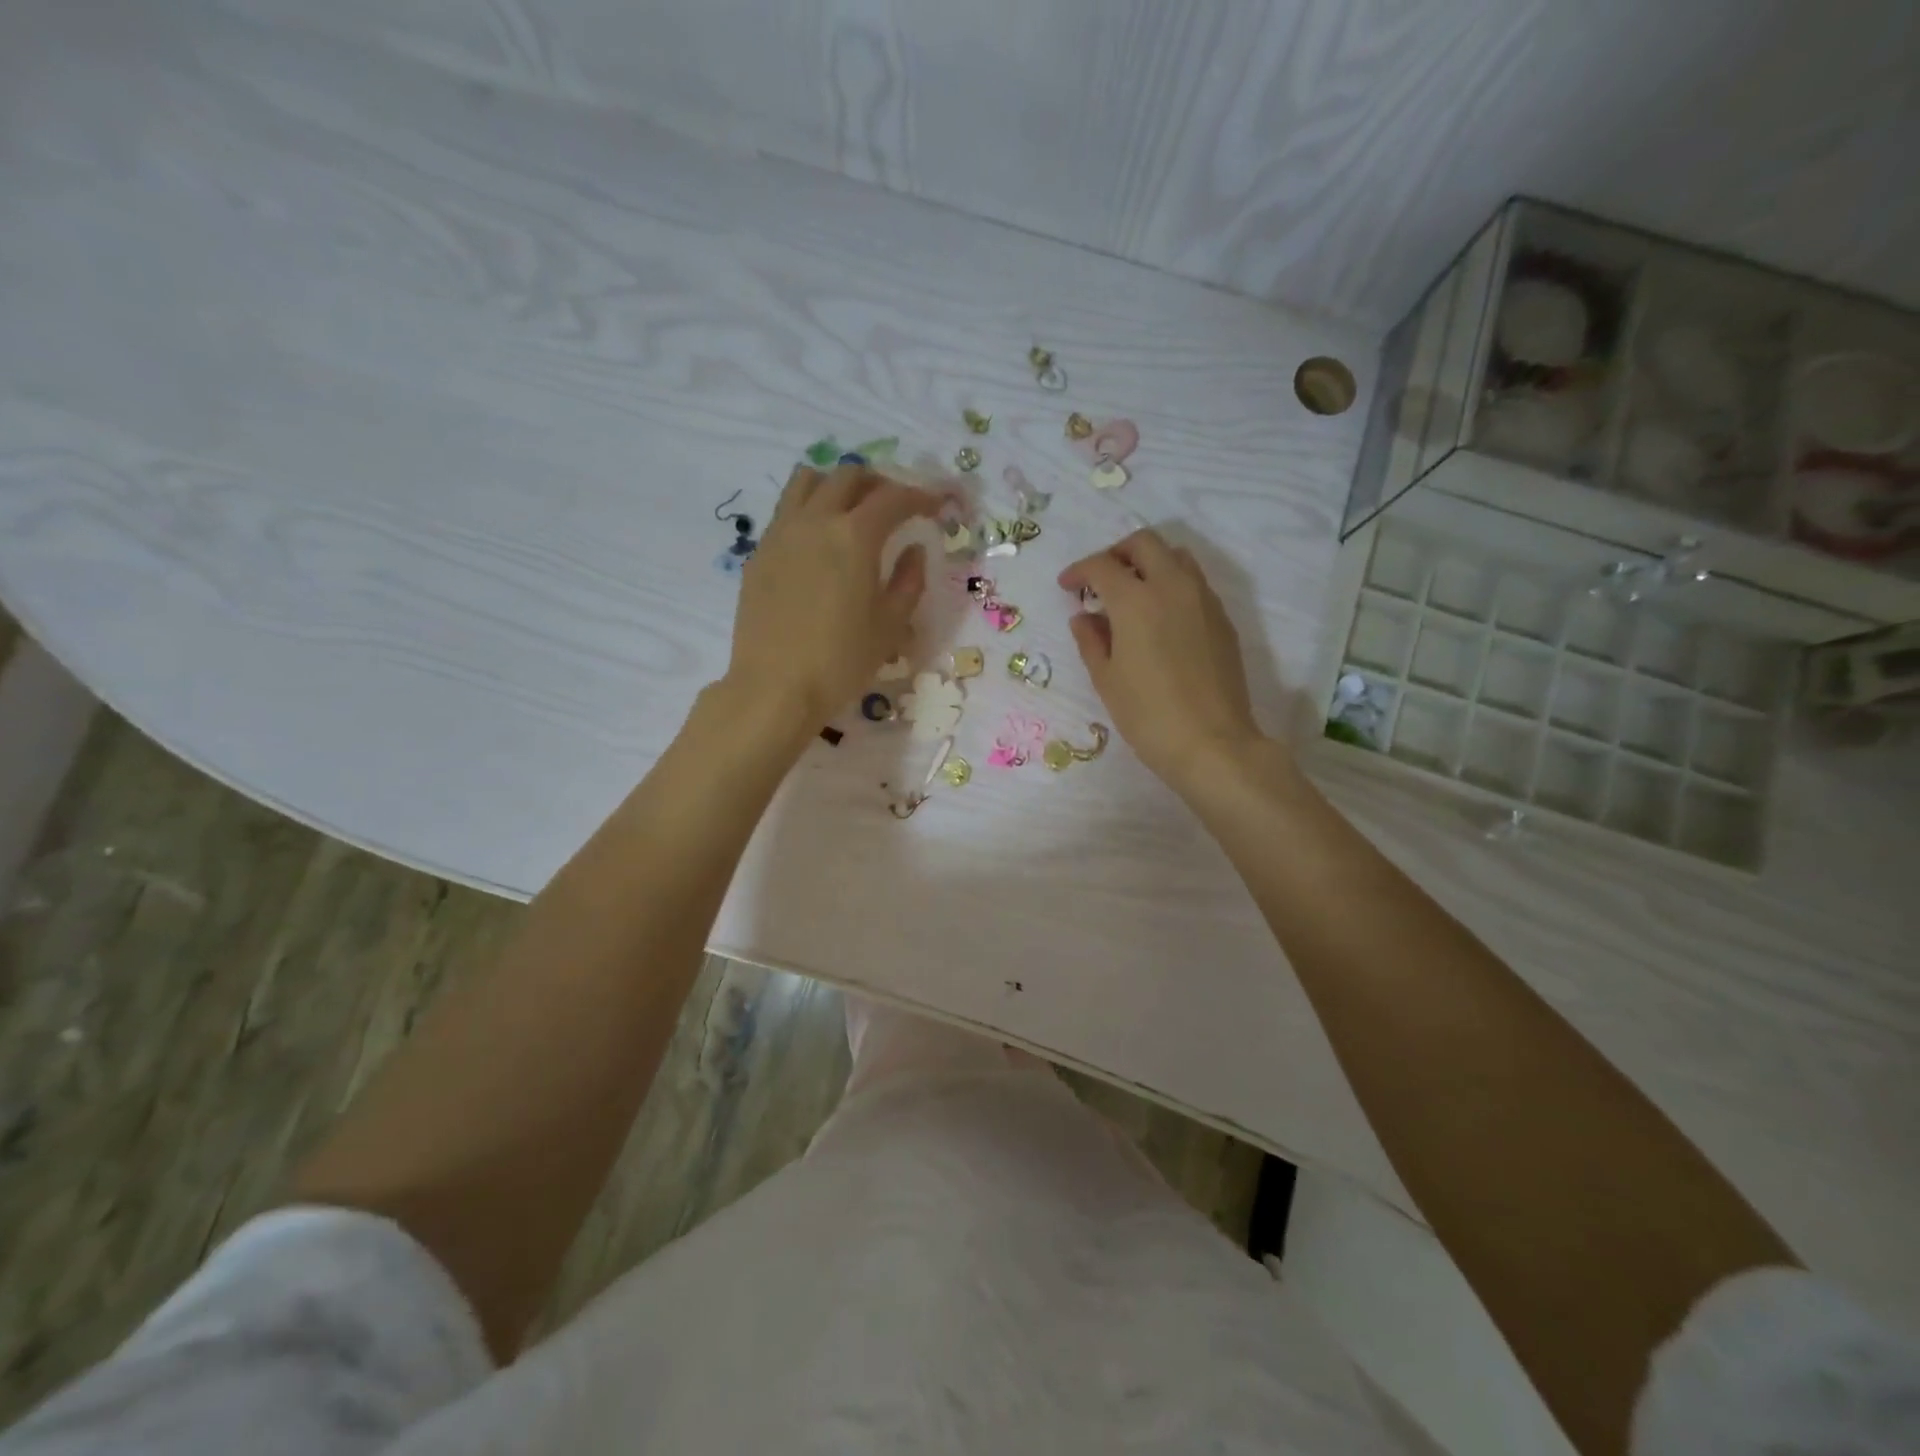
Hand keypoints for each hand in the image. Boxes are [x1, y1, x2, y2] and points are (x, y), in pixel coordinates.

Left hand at [724, 462, 943, 729]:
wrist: (774, 688)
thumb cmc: (840, 661)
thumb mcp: (890, 626)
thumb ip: (908, 581)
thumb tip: (913, 551)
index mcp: (854, 537)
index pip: (893, 498)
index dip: (920, 496)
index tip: (937, 504)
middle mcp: (815, 521)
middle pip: (848, 476)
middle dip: (879, 483)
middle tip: (896, 505)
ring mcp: (780, 533)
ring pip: (808, 481)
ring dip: (837, 485)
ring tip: (852, 510)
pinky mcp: (759, 553)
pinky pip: (786, 510)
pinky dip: (810, 509)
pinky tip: (819, 541)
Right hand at [1059, 530, 1265, 790]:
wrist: (1213, 743)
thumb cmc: (1148, 715)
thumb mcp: (1107, 679)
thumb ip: (1091, 640)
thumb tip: (1084, 617)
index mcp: (1136, 600)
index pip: (1102, 566)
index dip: (1079, 571)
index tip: (1068, 586)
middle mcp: (1172, 587)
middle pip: (1144, 543)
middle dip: (1117, 554)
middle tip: (1100, 580)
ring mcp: (1203, 600)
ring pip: (1176, 556)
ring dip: (1149, 563)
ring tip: (1133, 593)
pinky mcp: (1222, 619)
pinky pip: (1194, 583)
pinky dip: (1172, 584)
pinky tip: (1160, 618)